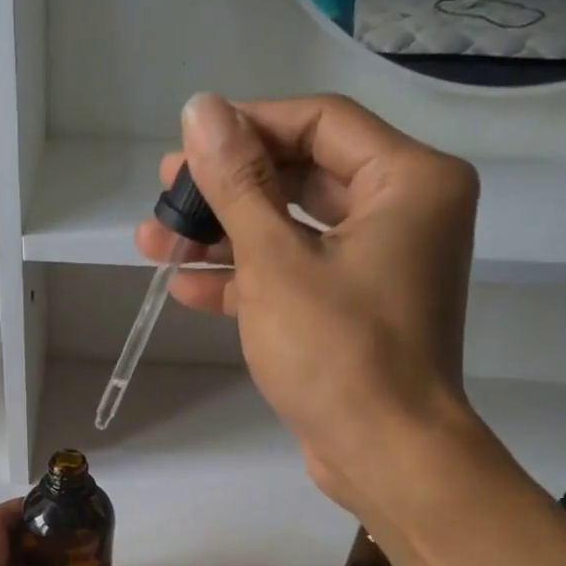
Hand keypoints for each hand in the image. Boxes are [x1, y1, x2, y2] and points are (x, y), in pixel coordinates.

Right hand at [134, 93, 480, 515]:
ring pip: (292, 233)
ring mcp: (379, 267)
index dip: (247, 128)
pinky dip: (248, 281)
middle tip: (164, 198)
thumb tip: (200, 110)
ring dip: (226, 239)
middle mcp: (403, 213)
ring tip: (155, 243)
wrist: (385, 455)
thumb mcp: (276, 263)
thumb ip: (237, 185)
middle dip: (227, 192)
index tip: (186, 146)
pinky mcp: (354, 312)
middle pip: (302, 178)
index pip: (319, 124)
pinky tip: (187, 287)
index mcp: (409, 181)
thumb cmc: (338, 353)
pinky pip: (297, 277)